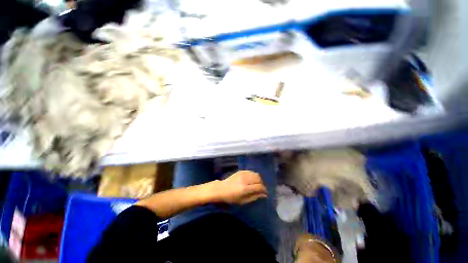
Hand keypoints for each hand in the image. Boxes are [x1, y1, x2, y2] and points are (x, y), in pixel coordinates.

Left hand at [214, 170, 267, 204]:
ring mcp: (243, 174)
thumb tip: (264, 195)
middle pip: (259, 178)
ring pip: (256, 174)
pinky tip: (252, 180)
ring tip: (257, 184)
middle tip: (261, 189)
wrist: (221, 189)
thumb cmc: (231, 198)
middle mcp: (245, 179)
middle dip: (262, 184)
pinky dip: (254, 176)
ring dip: (259, 179)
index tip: (266, 193)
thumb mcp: (243, 201)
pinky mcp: (241, 171)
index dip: (264, 190)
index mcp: (245, 188)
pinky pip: (251, 172)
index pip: (259, 187)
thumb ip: (254, 197)